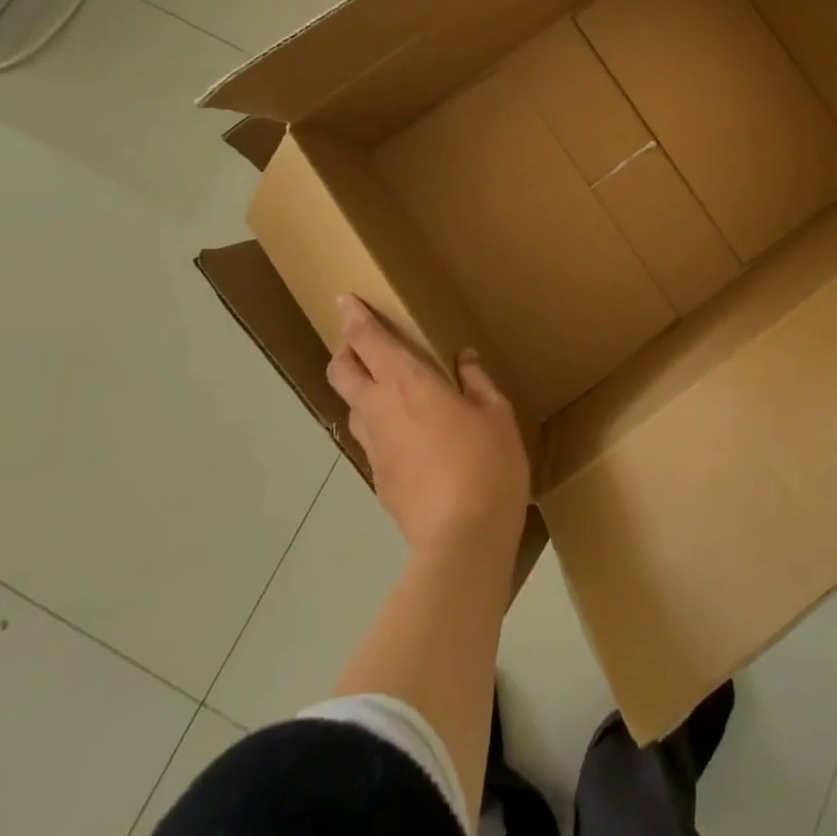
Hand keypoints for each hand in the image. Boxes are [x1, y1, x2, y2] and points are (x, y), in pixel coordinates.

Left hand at [327, 296, 529, 553]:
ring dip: (360, 388)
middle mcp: (380, 409)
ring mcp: (374, 448)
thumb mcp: (495, 413)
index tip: (345, 299)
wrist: (463, 538)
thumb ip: (476, 381)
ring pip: (351, 406)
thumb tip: (464, 359)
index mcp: (407, 382)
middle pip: (341, 371)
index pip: (368, 340)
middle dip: (345, 350)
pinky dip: (378, 424)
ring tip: (387, 387)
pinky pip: (370, 439)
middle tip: (362, 342)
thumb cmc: (486, 463)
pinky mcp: (378, 479)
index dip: (354, 317)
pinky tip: (407, 435)